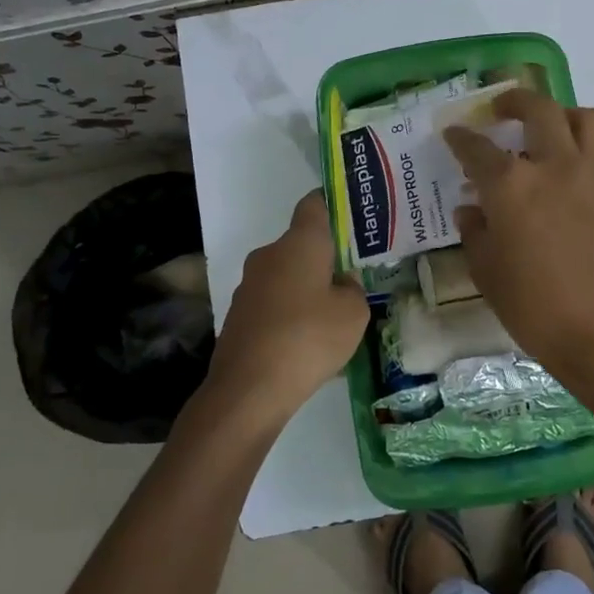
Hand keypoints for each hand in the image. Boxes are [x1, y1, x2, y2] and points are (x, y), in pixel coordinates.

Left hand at [203, 191, 368, 427]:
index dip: (333, 205)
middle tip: (352, 278)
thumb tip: (340, 284)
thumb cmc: (309, 338)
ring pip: (286, 275)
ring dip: (306, 288)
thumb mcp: (354, 313)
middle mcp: (269, 254)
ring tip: (331, 317)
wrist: (249, 389)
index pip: (314, 204)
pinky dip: (289, 313)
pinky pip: (273, 302)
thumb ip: (353, 290)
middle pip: (301, 244)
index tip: (352, 218)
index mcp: (300, 243)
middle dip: (325, 258)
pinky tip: (305, 342)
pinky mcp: (238, 314)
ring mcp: (249, 285)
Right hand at [444, 91, 593, 377]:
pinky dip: (580, 145)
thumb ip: (475, 232)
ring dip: (561, 113)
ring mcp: (591, 176)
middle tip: (501, 110)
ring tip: (546, 128)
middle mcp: (553, 167)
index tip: (454, 133)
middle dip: (515, 101)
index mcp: (511, 188)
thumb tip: (471, 209)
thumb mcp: (487, 273)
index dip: (461, 139)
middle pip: (538, 110)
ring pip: (583, 118)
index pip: (478, 149)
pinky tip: (564, 172)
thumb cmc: (535, 308)